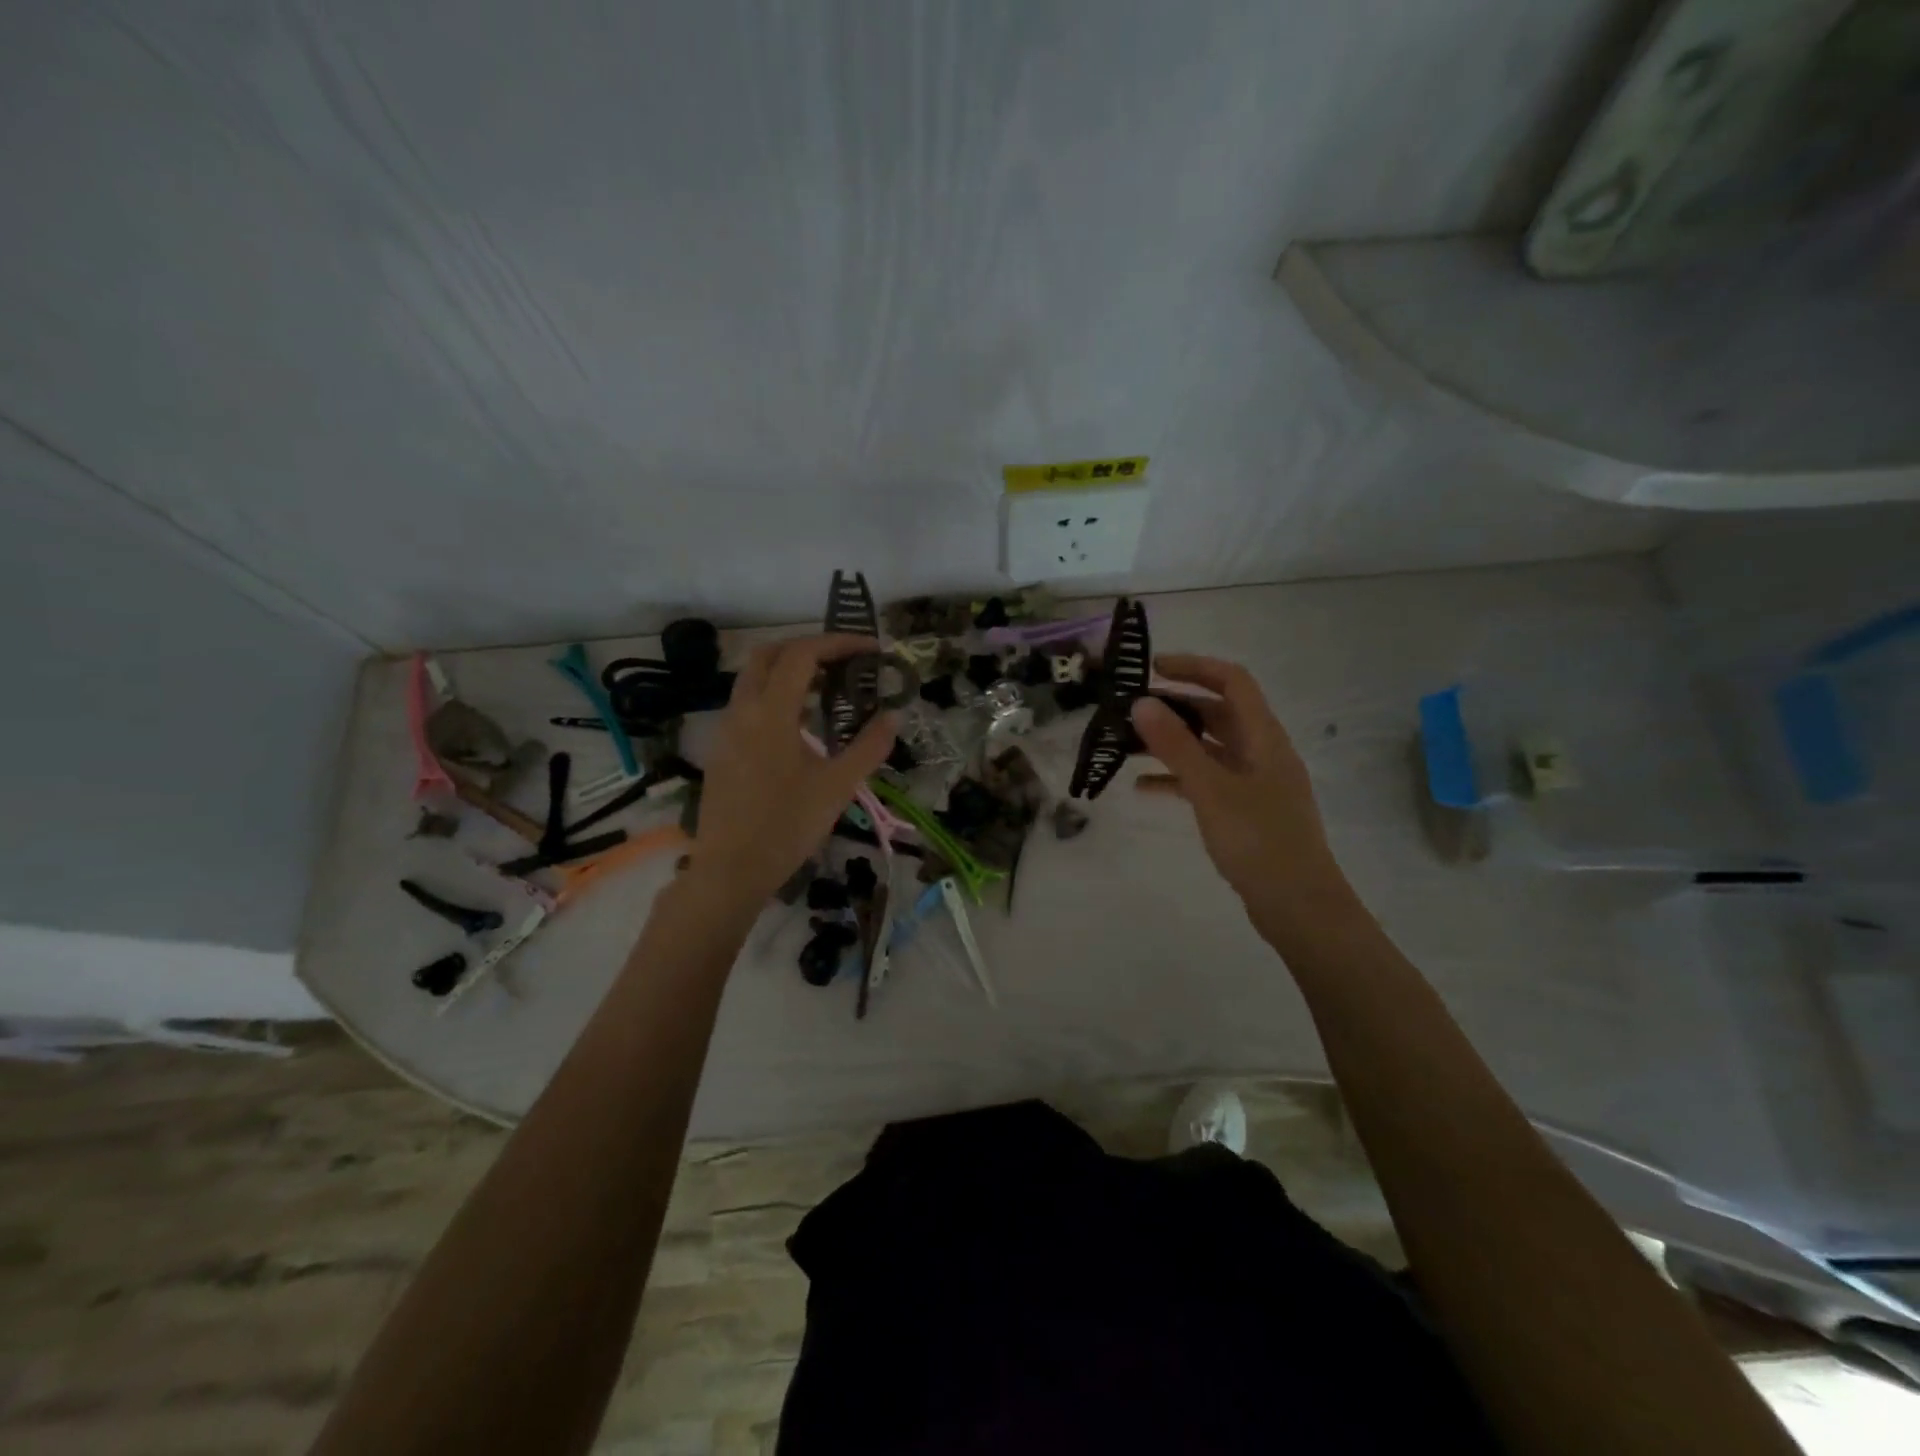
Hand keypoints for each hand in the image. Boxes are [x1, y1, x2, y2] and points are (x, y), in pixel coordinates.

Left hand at [684, 634, 897, 910]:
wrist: (731, 870)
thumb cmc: (787, 826)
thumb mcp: (838, 787)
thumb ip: (869, 746)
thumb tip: (893, 716)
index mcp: (770, 712)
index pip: (802, 654)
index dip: (838, 643)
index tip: (870, 650)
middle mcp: (742, 710)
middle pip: (769, 654)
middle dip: (808, 648)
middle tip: (843, 662)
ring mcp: (726, 730)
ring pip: (753, 679)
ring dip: (788, 672)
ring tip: (828, 691)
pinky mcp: (721, 750)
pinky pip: (747, 705)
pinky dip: (774, 696)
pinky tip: (799, 726)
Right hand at [1132, 654, 1352, 934]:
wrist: (1298, 906)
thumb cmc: (1258, 840)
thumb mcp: (1211, 789)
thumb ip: (1175, 746)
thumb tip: (1141, 703)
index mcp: (1264, 737)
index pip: (1231, 681)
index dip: (1194, 667)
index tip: (1152, 668)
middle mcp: (1261, 751)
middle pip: (1217, 712)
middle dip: (1175, 706)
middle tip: (1130, 709)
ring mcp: (1254, 782)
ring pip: (1208, 748)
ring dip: (1172, 743)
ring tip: (1128, 746)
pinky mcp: (1244, 810)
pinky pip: (1206, 781)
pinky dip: (1177, 778)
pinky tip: (1143, 788)